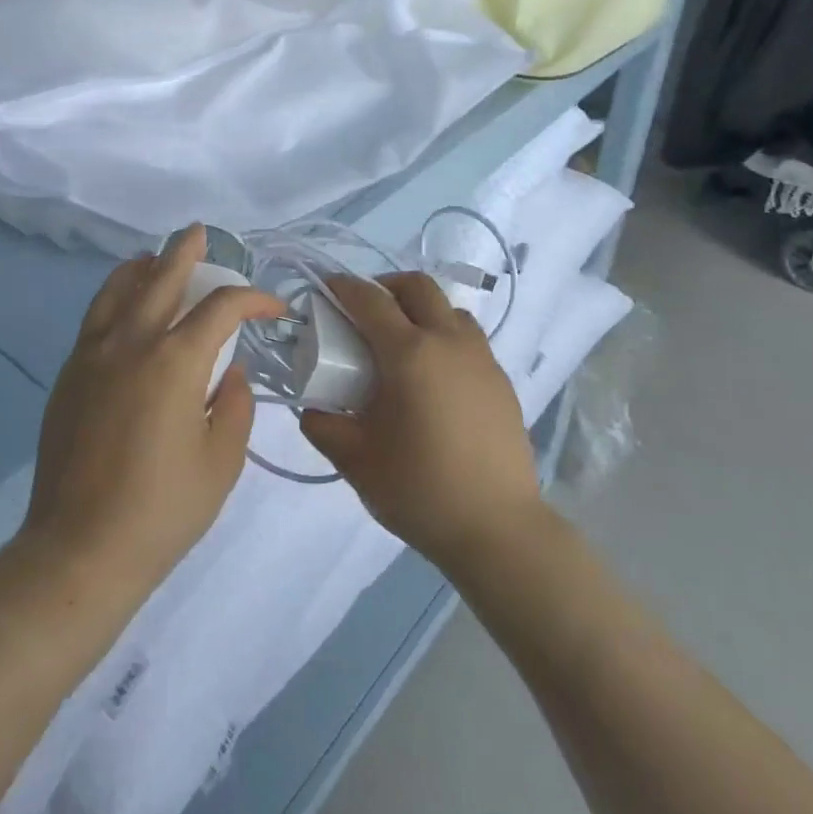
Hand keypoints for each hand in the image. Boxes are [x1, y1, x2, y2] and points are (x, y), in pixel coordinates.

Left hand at [19, 226, 286, 605]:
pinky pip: (95, 317)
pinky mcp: (70, 375)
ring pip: (117, 289)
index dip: (254, 299)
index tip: (273, 309)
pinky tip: (125, 305)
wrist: (79, 549)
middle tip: (201, 234)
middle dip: (186, 252)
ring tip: (156, 259)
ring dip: (143, 267)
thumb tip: (229, 371)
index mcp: (176, 361)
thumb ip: (235, 405)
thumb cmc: (162, 509)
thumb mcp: (222, 461)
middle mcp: (132, 343)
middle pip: (162, 277)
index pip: (222, 307)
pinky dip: (114, 296)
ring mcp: (93, 355)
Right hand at [300, 272, 543, 575]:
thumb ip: (323, 426)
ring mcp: (481, 358)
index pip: (371, 300)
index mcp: (409, 354)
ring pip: (449, 309)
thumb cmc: (419, 489)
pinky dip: (445, 336)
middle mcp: (449, 342)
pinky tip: (434, 378)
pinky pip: (469, 338)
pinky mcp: (501, 380)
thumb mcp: (355, 460)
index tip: (328, 289)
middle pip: (417, 286)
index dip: (344, 287)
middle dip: (386, 286)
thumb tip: (311, 408)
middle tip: (366, 311)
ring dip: (421, 309)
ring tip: (403, 343)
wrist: (497, 527)